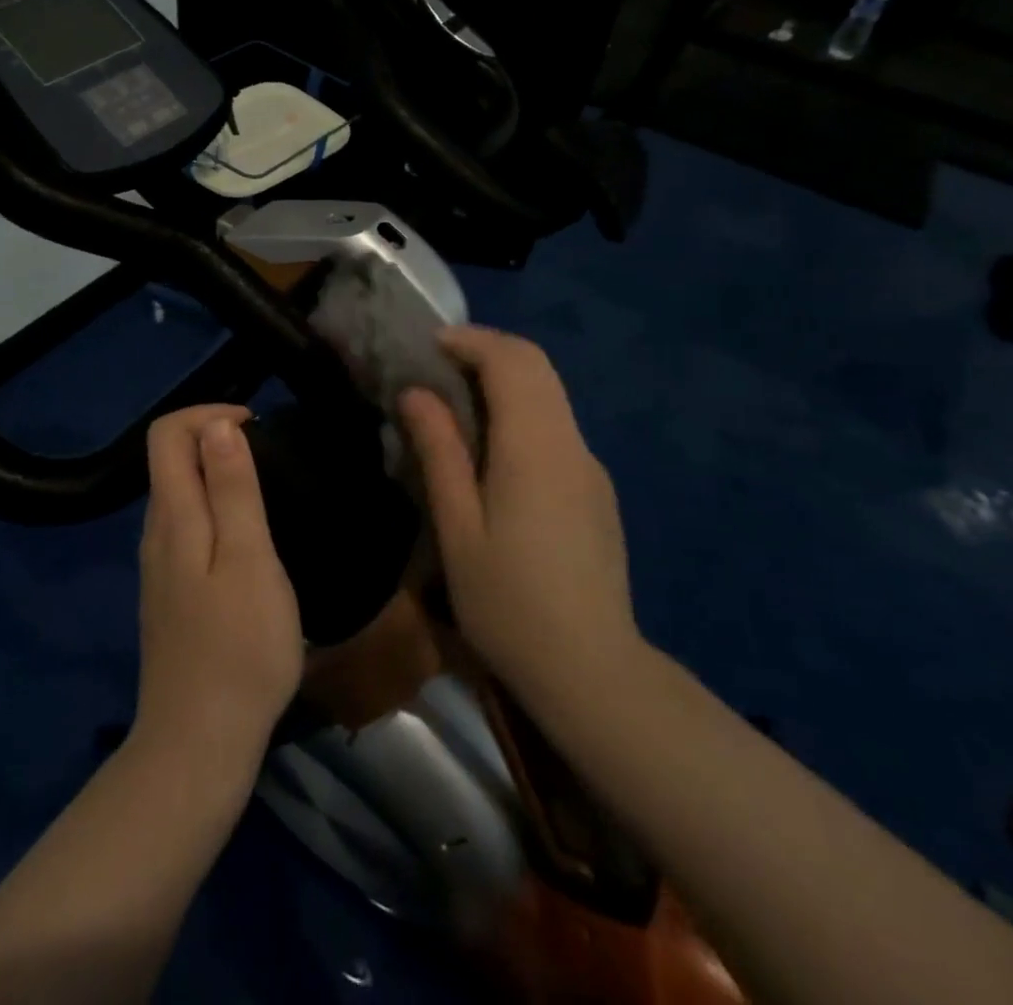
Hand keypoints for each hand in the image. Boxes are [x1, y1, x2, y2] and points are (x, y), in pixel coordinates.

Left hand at [133, 406, 303, 769]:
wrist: (198, 744)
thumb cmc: (238, 648)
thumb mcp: (248, 559)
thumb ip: (232, 489)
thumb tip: (218, 425)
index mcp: (172, 516)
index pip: (166, 433)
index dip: (208, 413)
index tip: (256, 426)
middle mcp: (156, 533)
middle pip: (170, 460)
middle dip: (216, 439)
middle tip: (272, 458)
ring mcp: (159, 567)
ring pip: (180, 495)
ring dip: (218, 475)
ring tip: (269, 493)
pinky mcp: (171, 595)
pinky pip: (187, 528)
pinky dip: (216, 511)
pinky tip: (251, 542)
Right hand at [398, 328, 646, 729]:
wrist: (592, 670)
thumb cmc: (510, 603)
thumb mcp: (458, 529)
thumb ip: (440, 452)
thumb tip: (416, 393)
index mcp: (535, 447)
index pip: (512, 361)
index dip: (470, 341)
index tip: (429, 345)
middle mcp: (571, 443)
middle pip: (538, 366)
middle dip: (488, 350)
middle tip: (438, 363)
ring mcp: (590, 466)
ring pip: (551, 394)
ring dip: (506, 379)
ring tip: (456, 400)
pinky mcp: (596, 490)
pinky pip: (556, 427)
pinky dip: (522, 410)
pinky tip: (492, 448)